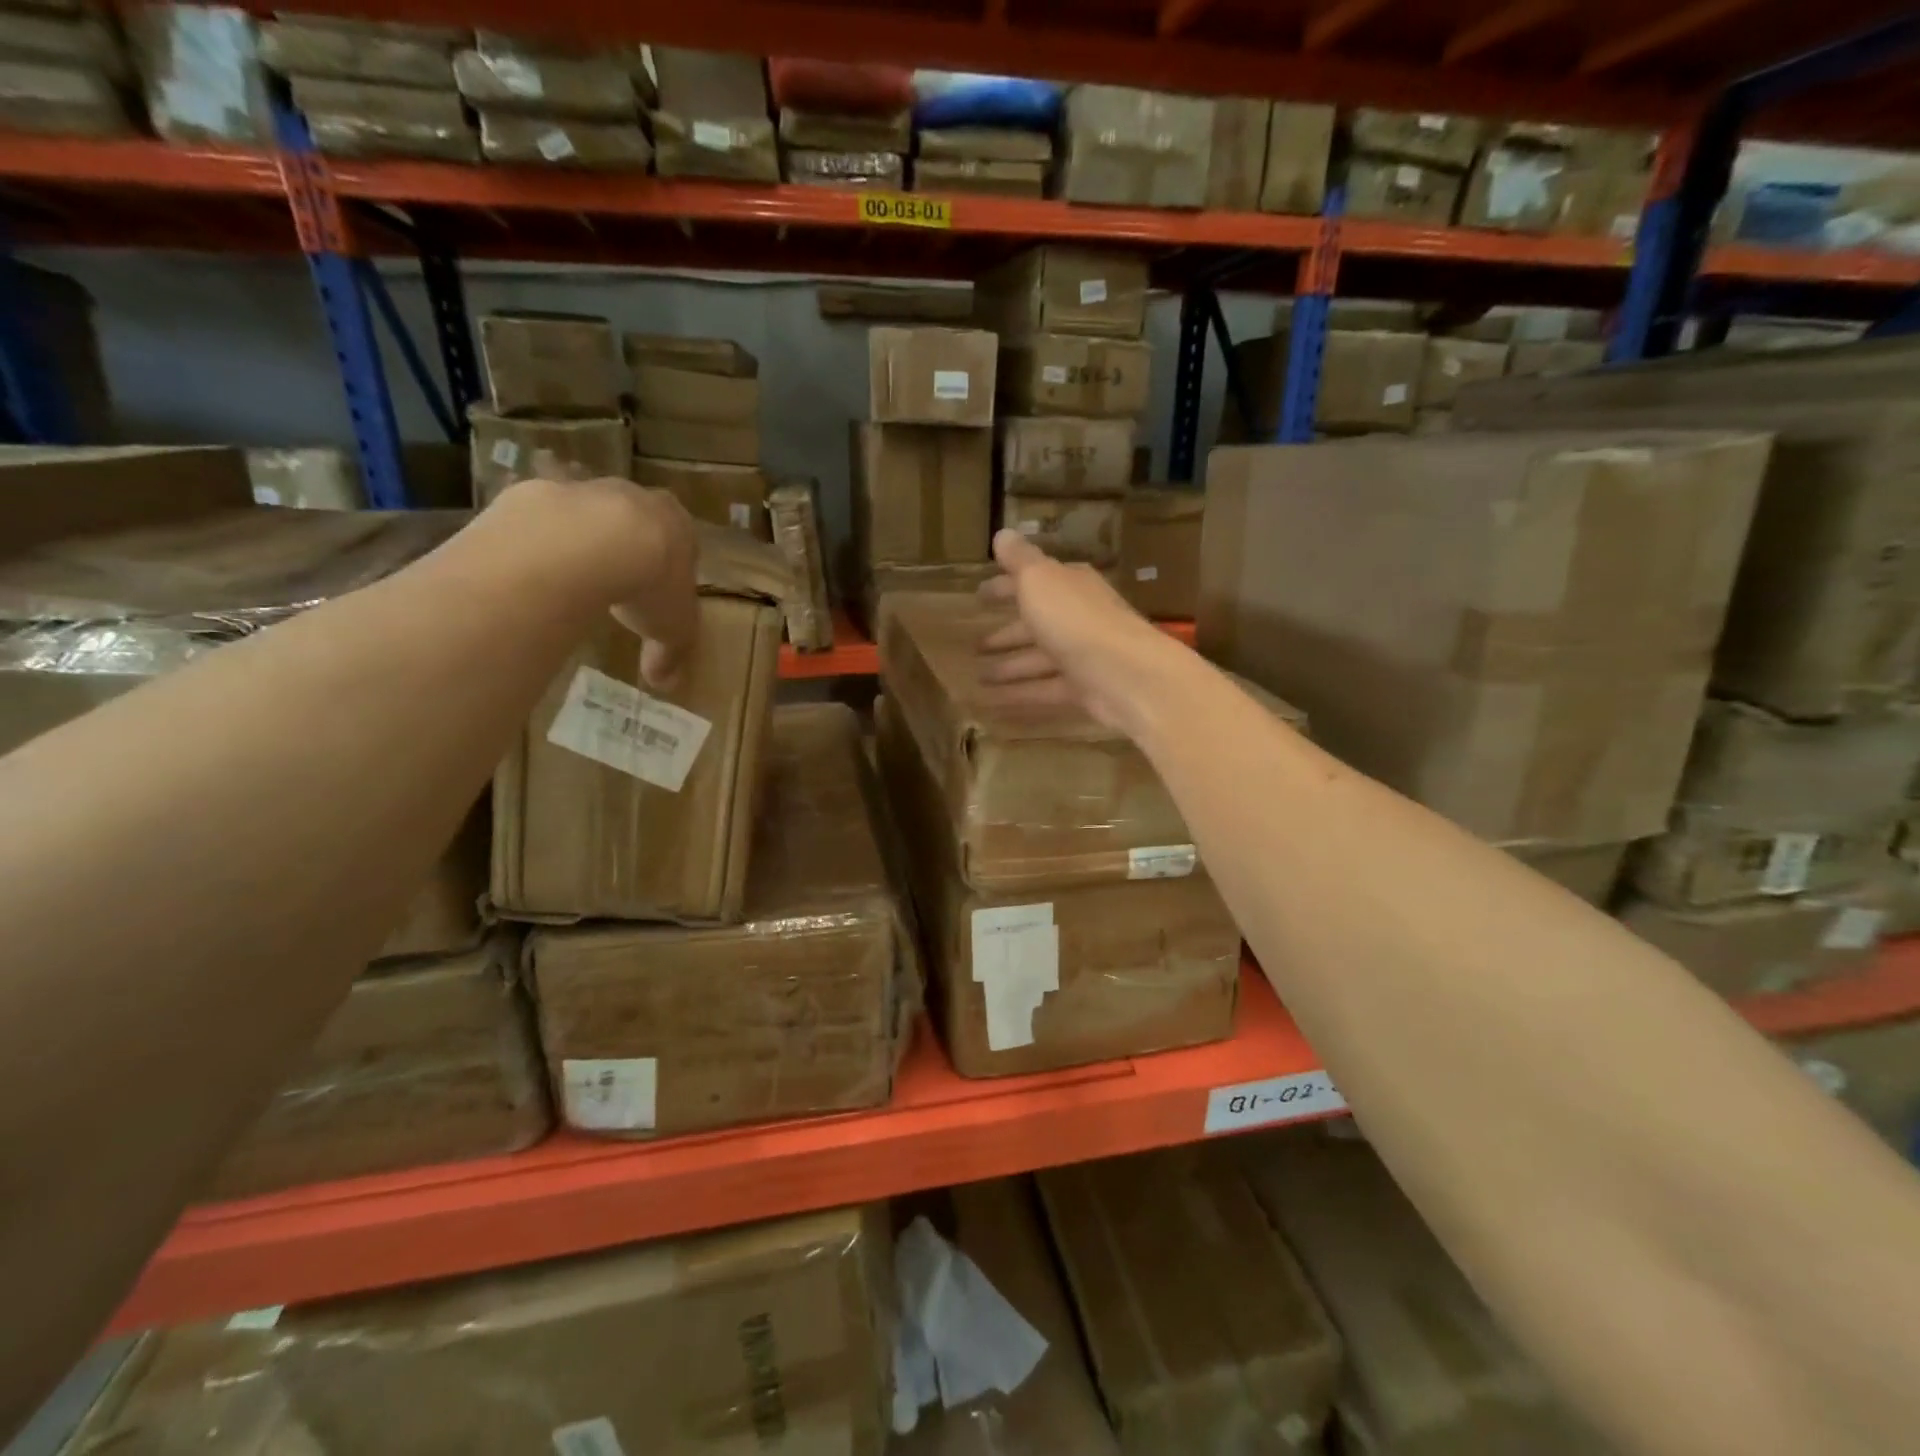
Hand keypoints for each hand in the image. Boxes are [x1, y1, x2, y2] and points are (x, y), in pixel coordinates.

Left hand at [498, 470, 698, 691]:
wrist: (587, 544)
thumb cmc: (649, 583)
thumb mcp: (672, 630)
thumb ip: (669, 654)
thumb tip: (665, 684)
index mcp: (677, 525)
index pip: (681, 542)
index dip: (671, 568)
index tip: (660, 592)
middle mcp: (635, 497)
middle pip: (635, 521)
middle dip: (628, 549)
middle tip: (618, 586)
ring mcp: (584, 489)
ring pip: (586, 516)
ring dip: (582, 543)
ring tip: (573, 582)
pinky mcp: (536, 493)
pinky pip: (541, 521)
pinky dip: (540, 543)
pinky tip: (537, 572)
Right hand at [976, 529, 1185, 735]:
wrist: (1125, 674)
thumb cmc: (1075, 619)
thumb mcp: (1040, 579)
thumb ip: (1019, 559)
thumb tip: (1002, 533)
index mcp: (1069, 586)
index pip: (1032, 581)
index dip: (1004, 586)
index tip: (978, 596)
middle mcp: (1077, 617)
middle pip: (1036, 623)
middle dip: (1006, 633)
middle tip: (975, 645)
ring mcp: (1082, 655)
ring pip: (1038, 660)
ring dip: (1009, 666)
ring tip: (978, 676)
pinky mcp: (1082, 689)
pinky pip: (1043, 690)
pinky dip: (1019, 694)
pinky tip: (992, 701)